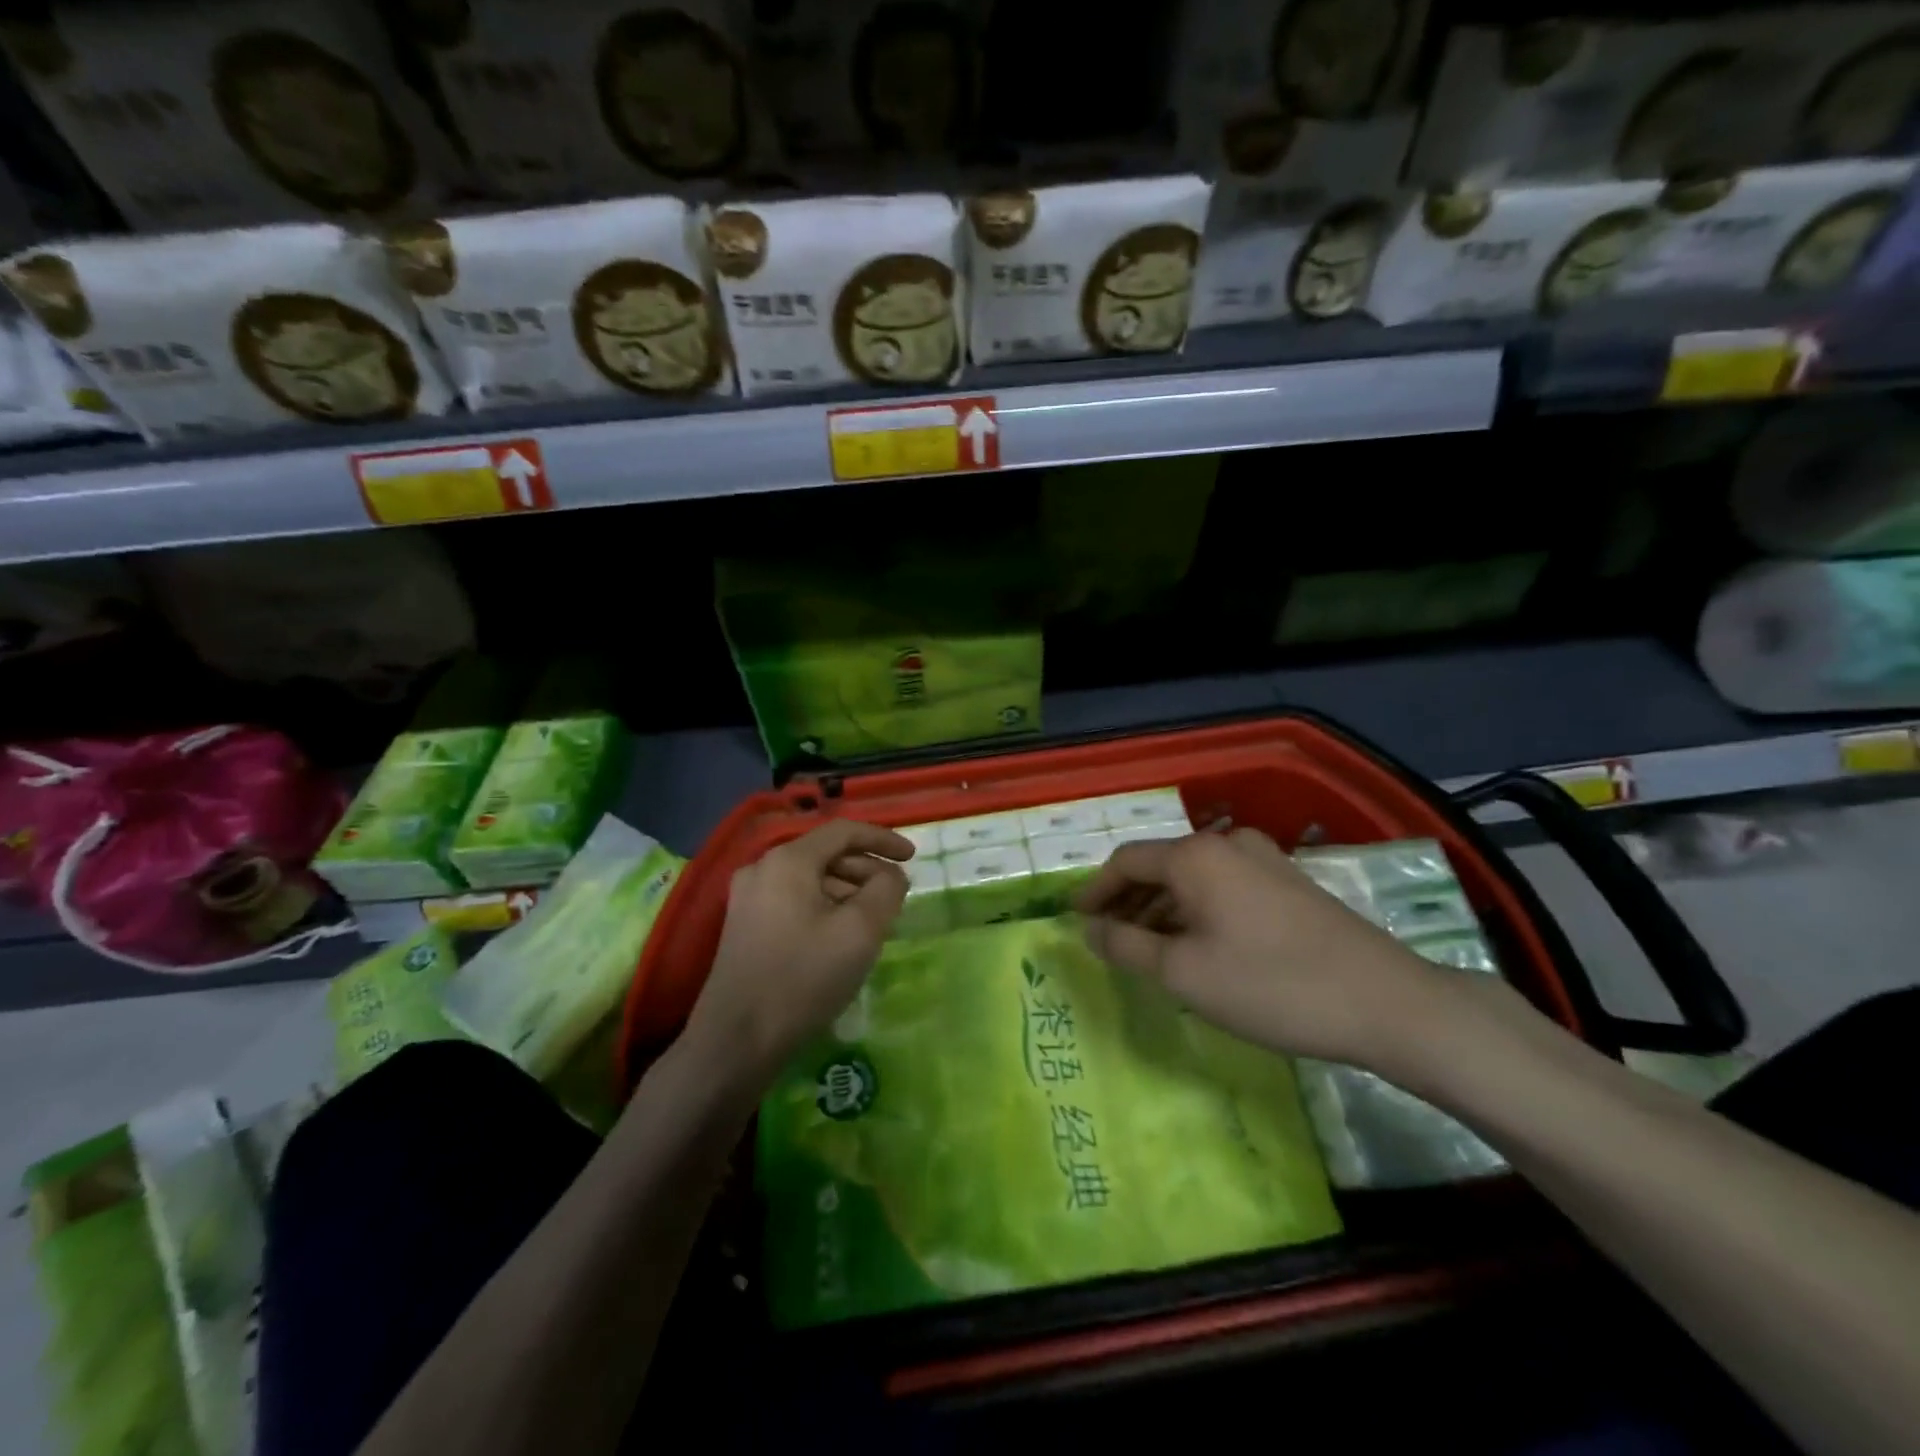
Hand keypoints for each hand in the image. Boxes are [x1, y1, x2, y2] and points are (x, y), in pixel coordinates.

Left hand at [683, 821, 911, 1082]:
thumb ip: (886, 890)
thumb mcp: (860, 931)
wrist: (736, 1041)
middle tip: (896, 896)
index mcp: (788, 860)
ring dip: (847, 891)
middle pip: (826, 854)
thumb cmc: (804, 978)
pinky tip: (841, 937)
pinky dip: (825, 907)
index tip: (913, 857)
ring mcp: (748, 898)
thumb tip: (891, 875)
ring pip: (810, 879)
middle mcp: (762, 869)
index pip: (844, 831)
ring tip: (874, 921)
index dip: (883, 839)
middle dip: (866, 870)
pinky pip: (794, 901)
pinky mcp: (744, 926)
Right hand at [1074, 828, 1441, 1068]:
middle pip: (1160, 866)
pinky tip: (1198, 945)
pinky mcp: (1290, 882)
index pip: (1126, 862)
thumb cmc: (1271, 985)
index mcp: (1195, 856)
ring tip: (1148, 948)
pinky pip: (1224, 887)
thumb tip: (1090, 930)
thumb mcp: (1184, 973)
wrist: (1386, 1002)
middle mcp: (1227, 844)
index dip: (1096, 891)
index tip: (1076, 920)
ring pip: (1194, 878)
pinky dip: (1198, 910)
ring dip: (1163, 908)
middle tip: (1108, 938)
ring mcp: (1264, 860)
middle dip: (1128, 901)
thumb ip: (1126, 947)